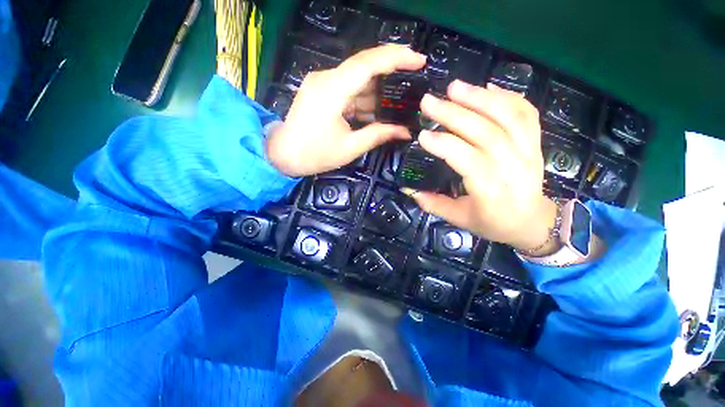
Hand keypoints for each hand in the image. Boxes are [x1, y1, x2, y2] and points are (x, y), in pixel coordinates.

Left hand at [266, 45, 426, 176]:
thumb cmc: (314, 154)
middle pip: (364, 67)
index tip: (419, 60)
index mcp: (332, 90)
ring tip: (395, 107)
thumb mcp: (350, 147)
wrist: (282, 155)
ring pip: (356, 79)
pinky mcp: (321, 90)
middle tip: (412, 81)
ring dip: (376, 92)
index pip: (368, 63)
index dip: (396, 58)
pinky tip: (374, 112)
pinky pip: (347, 89)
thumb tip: (404, 132)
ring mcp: (322, 83)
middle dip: (390, 73)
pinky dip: (363, 99)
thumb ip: (378, 135)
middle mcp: (326, 78)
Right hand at [406, 80, 557, 252]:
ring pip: (507, 117)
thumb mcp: (459, 219)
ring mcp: (528, 151)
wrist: (532, 221)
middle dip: (454, 113)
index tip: (422, 134)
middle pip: (485, 132)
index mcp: (491, 190)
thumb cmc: (493, 222)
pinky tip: (486, 88)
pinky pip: (526, 113)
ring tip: (454, 87)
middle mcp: (513, 167)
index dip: (444, 145)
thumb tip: (409, 190)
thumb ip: (434, 204)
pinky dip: (506, 96)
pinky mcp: (535, 142)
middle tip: (428, 101)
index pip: (468, 160)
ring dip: (479, 98)